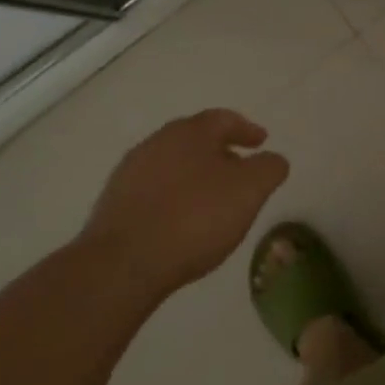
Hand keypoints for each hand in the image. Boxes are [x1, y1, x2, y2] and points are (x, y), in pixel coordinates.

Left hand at [81, 110, 288, 300]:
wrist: (121, 266)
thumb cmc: (194, 218)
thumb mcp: (251, 190)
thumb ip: (270, 168)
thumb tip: (272, 160)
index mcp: (191, 131)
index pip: (224, 119)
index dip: (247, 129)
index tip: (262, 142)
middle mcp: (157, 142)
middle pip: (195, 140)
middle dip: (220, 152)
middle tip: (239, 171)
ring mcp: (130, 173)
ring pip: (172, 165)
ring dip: (194, 176)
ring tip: (210, 202)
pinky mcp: (112, 205)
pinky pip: (153, 192)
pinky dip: (172, 198)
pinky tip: (180, 223)